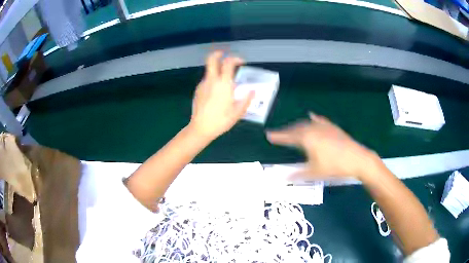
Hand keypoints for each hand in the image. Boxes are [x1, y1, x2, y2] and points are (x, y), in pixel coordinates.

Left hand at [190, 51, 253, 138]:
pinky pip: (207, 80)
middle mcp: (212, 80)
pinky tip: (216, 92)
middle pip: (211, 59)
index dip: (235, 58)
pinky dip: (213, 80)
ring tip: (224, 81)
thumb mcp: (238, 112)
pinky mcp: (198, 90)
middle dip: (218, 54)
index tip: (241, 62)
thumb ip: (246, 99)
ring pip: (209, 70)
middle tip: (225, 55)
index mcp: (223, 84)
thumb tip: (252, 91)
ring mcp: (203, 84)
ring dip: (217, 70)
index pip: (228, 63)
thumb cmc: (221, 120)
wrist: (201, 128)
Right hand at [266, 113, 379, 179]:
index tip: (268, 135)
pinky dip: (313, 119)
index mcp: (307, 139)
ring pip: (307, 124)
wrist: (357, 159)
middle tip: (278, 134)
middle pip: (296, 128)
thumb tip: (284, 178)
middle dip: (286, 131)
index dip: (278, 136)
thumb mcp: (314, 173)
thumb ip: (298, 175)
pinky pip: (319, 121)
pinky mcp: (332, 127)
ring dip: (297, 126)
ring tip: (292, 129)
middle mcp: (313, 129)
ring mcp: (324, 126)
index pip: (288, 137)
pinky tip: (311, 117)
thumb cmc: (334, 167)